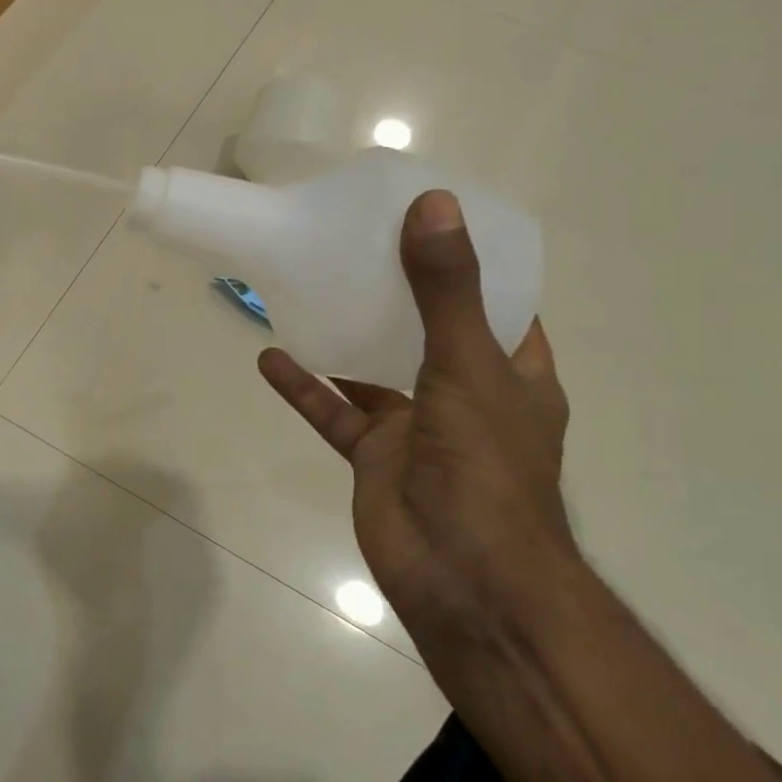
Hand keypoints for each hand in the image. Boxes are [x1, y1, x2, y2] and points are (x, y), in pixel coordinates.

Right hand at [258, 190, 572, 632]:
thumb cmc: (485, 466)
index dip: (467, 258)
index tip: (426, 216)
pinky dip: (305, 386)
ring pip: (373, 368)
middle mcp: (464, 392)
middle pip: (426, 328)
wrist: (463, 577)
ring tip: (308, 285)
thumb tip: (432, 203)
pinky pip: (334, 411)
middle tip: (352, 240)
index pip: (496, 299)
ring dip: (344, 334)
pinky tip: (270, 356)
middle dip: (394, 289)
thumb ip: (446, 290)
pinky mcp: (372, 455)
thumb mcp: (469, 365)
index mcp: (511, 371)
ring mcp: (416, 425)